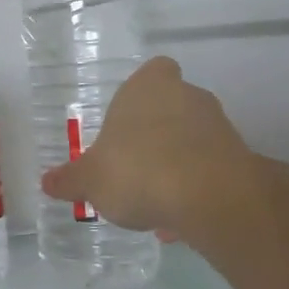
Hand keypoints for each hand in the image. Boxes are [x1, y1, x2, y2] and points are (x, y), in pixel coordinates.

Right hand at [40, 57, 259, 244]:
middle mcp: (187, 96)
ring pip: (192, 139)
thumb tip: (48, 182)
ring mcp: (219, 126)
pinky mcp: (240, 158)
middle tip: (132, 162)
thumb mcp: (90, 180)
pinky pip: (209, 169)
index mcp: (148, 87)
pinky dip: (195, 187)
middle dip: (156, 132)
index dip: (141, 92)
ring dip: (176, 162)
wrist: (210, 199)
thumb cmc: (138, 170)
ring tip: (152, 199)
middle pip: (172, 106)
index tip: (126, 119)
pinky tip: (176, 218)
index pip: (153, 71)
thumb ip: (70, 180)